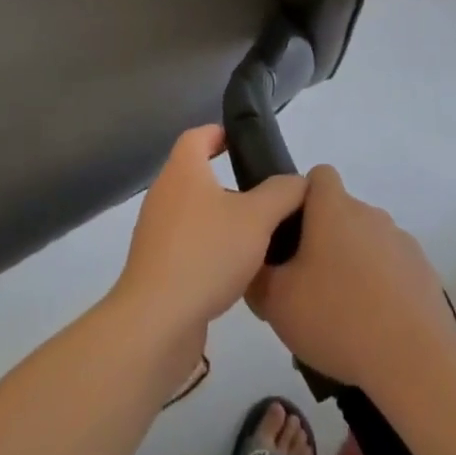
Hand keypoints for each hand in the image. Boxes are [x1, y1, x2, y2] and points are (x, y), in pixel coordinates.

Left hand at [112, 126, 305, 344]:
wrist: (157, 320)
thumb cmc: (207, 253)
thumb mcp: (257, 218)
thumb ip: (281, 194)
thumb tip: (298, 181)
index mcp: (183, 171)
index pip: (198, 136)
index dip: (220, 134)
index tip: (244, 145)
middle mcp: (164, 194)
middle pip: (196, 175)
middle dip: (229, 182)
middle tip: (264, 196)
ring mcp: (156, 231)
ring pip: (194, 213)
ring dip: (222, 219)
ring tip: (257, 236)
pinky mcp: (156, 266)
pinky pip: (188, 245)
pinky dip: (210, 249)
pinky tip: (236, 272)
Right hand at [246, 165, 455, 393]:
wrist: (415, 360)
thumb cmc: (338, 318)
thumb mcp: (276, 302)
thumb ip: (257, 276)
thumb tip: (255, 266)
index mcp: (334, 208)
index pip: (318, 176)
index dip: (302, 197)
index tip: (291, 234)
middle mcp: (369, 213)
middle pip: (341, 213)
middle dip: (324, 240)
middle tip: (308, 285)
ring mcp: (401, 241)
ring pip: (367, 242)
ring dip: (354, 264)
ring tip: (342, 315)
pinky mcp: (423, 272)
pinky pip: (392, 268)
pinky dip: (381, 287)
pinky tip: (374, 327)